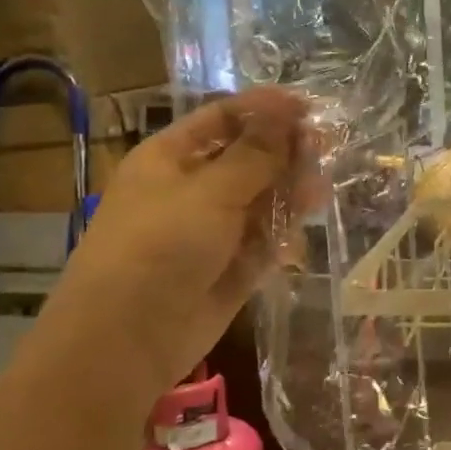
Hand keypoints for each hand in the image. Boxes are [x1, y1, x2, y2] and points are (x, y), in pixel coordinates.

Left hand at [40, 88, 318, 390]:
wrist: (126, 340)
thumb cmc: (159, 247)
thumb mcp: (210, 191)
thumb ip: (255, 154)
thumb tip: (286, 110)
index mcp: (170, 158)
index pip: (222, 119)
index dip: (264, 110)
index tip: (309, 109)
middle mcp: (191, 190)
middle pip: (247, 159)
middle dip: (284, 153)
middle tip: (324, 150)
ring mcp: (211, 231)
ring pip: (260, 201)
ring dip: (289, 192)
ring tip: (319, 191)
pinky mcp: (230, 268)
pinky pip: (263, 241)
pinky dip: (283, 233)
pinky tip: (301, 230)